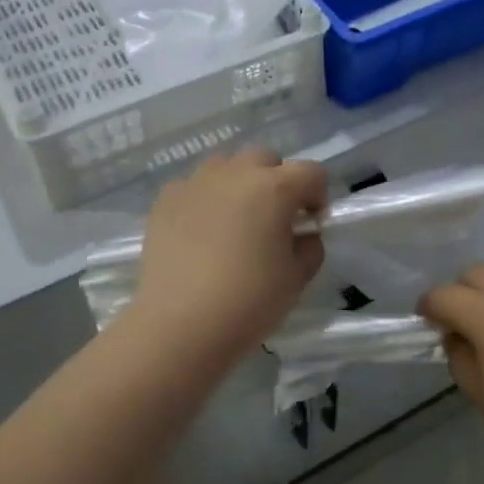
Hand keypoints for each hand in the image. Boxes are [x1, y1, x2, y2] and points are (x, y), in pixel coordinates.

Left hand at [126, 149, 326, 362]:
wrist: (181, 324)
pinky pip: (193, 186)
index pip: (311, 172)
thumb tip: (302, 234)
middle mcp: (235, 174)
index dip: (318, 195)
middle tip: (274, 217)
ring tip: (235, 220)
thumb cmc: (249, 301)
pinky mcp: (165, 200)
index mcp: (274, 188)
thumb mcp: (297, 278)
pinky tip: (201, 232)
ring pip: (225, 166)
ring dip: (238, 183)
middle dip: (277, 180)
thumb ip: (310, 247)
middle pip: (265, 159)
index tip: (311, 223)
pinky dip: (204, 200)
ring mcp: (195, 183)